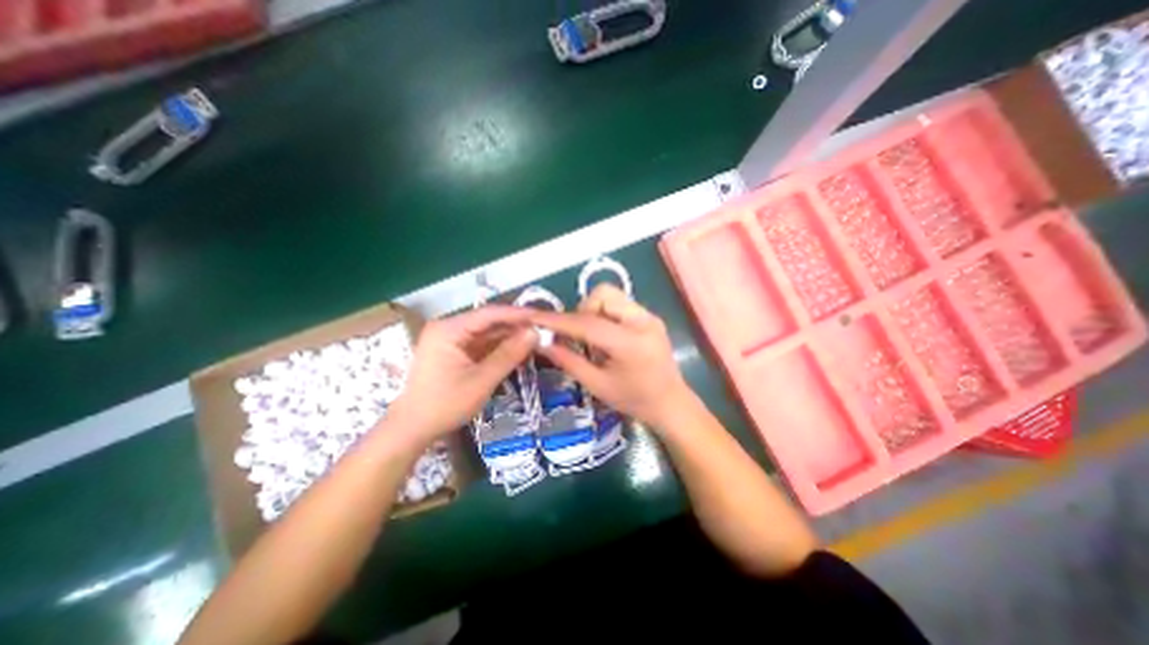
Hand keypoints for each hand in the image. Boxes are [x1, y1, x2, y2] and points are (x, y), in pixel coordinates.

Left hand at [389, 305, 537, 438]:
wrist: (412, 430)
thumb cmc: (444, 405)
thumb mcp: (481, 380)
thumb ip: (509, 355)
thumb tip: (535, 333)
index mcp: (449, 329)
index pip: (490, 314)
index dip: (518, 314)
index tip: (543, 317)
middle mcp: (449, 328)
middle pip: (489, 322)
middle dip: (517, 327)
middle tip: (544, 330)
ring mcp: (452, 340)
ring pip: (488, 334)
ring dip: (511, 338)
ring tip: (538, 339)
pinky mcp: (455, 352)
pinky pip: (483, 345)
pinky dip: (501, 349)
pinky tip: (520, 350)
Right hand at [526, 285, 694, 427]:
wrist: (671, 403)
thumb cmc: (634, 400)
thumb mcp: (598, 385)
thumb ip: (569, 360)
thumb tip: (542, 342)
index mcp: (631, 344)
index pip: (588, 323)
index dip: (559, 321)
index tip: (535, 318)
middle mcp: (643, 321)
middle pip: (603, 294)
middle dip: (583, 311)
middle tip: (579, 338)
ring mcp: (649, 316)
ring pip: (610, 295)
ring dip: (593, 312)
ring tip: (594, 340)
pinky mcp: (650, 316)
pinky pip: (619, 304)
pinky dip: (604, 315)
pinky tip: (606, 338)